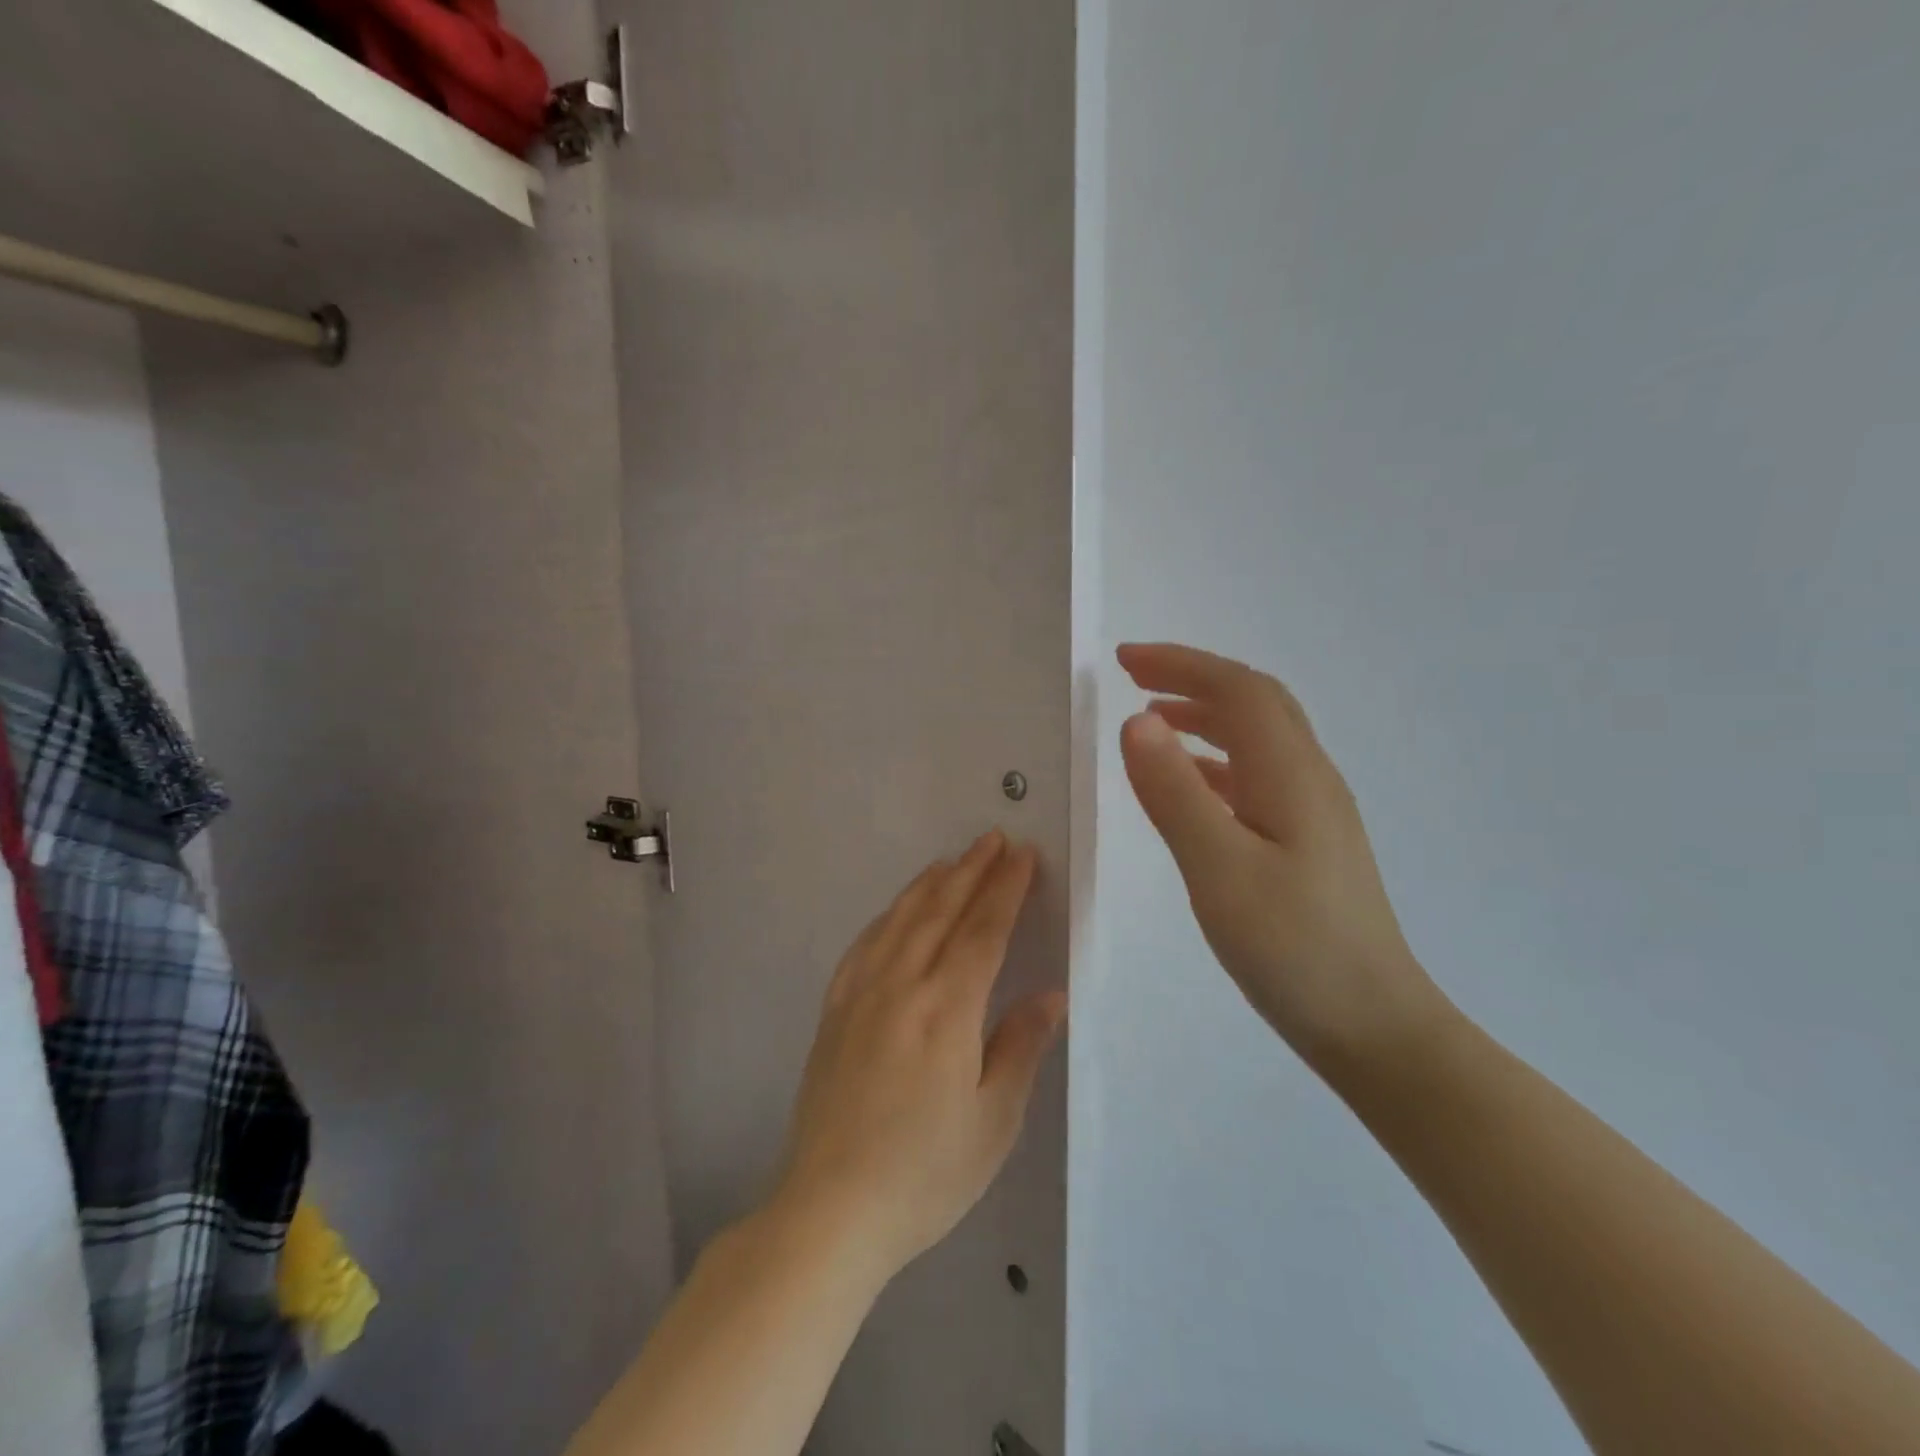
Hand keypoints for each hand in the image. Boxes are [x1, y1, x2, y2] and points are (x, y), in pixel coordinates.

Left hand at [771, 832, 1066, 1281]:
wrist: (831, 1209)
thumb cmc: (925, 1173)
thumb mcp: (992, 1120)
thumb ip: (1020, 1046)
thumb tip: (1051, 994)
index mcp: (946, 1009)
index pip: (983, 930)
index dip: (1005, 889)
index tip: (1023, 856)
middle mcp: (901, 986)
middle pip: (941, 911)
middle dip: (971, 871)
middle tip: (993, 839)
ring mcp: (860, 994)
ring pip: (900, 919)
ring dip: (930, 884)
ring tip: (952, 861)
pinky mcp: (834, 1011)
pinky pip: (863, 945)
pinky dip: (887, 917)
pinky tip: (896, 911)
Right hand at [1117, 643, 1447, 1066]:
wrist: (1373, 1026)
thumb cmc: (1293, 948)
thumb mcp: (1219, 869)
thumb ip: (1174, 793)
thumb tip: (1137, 720)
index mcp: (1291, 774)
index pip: (1237, 690)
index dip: (1181, 664)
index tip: (1123, 661)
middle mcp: (1309, 778)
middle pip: (1254, 702)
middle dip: (1192, 678)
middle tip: (1134, 677)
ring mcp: (1314, 812)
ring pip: (1258, 738)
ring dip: (1204, 716)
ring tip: (1152, 720)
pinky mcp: (1309, 843)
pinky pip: (1257, 776)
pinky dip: (1215, 760)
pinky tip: (1190, 784)